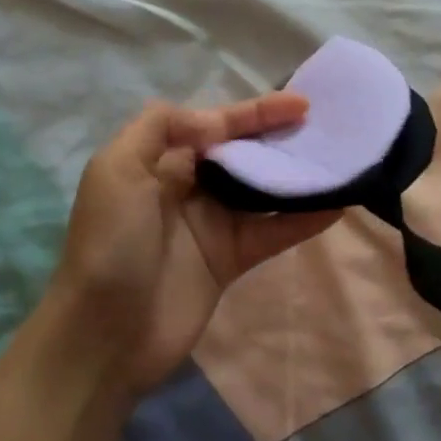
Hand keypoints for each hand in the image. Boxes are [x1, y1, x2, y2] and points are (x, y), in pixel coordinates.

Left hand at [48, 94, 342, 397]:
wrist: (103, 336)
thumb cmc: (111, 242)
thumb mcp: (118, 168)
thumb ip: (162, 126)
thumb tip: (216, 120)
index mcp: (161, 159)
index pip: (216, 124)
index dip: (256, 111)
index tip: (299, 104)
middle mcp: (189, 184)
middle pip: (243, 151)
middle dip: (280, 136)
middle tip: (326, 126)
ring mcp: (211, 223)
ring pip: (262, 188)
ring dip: (296, 173)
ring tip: (338, 157)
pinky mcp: (230, 260)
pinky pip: (272, 231)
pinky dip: (302, 218)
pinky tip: (335, 205)